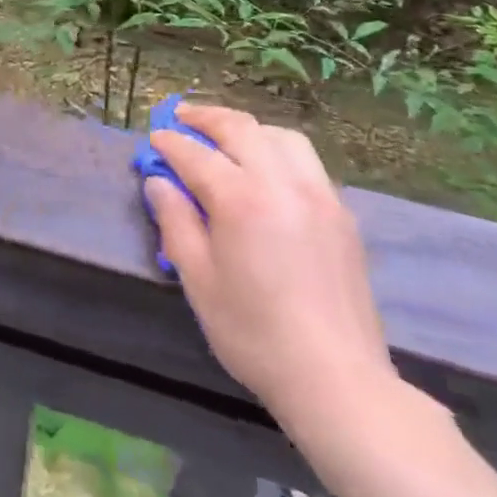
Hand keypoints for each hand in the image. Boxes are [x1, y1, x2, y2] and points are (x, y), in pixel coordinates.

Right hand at [145, 103, 397, 449]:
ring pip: (280, 136)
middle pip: (241, 129)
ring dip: (247, 129)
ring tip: (226, 137)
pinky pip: (306, 162)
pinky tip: (266, 169)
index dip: (171, 143)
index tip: (155, 137)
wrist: (337, 380)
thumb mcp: (199, 280)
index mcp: (241, 199)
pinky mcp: (341, 213)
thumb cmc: (254, 334)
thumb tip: (159, 182)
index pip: (196, 154)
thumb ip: (175, 222)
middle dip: (207, 118)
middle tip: (182, 117)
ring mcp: (319, 194)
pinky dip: (277, 149)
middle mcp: (282, 183)